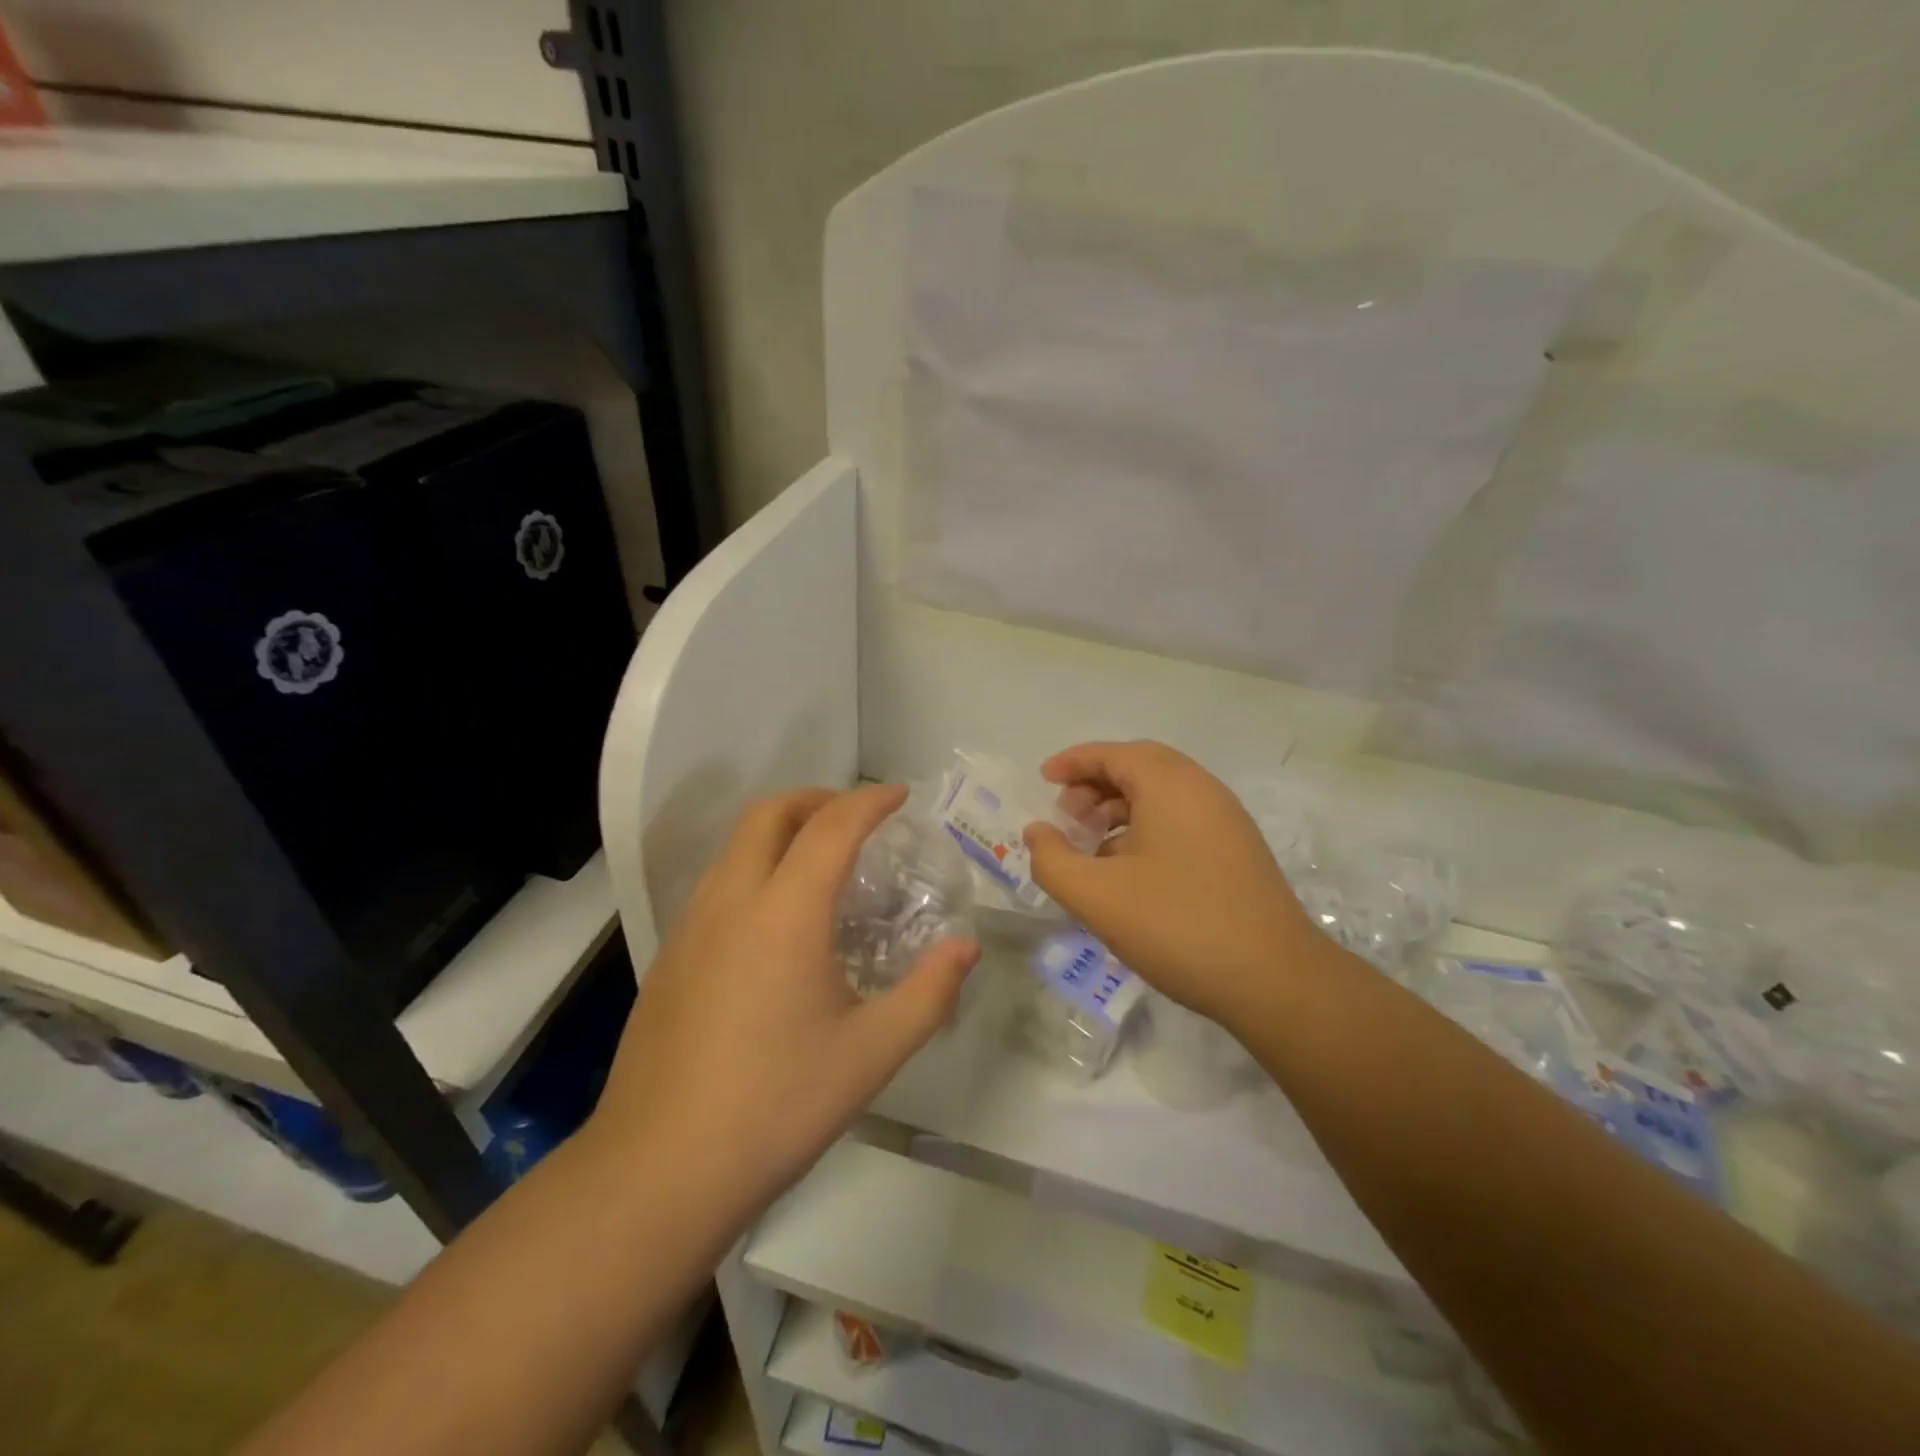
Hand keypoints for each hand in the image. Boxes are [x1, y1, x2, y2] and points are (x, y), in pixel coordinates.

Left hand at [592, 785, 978, 1218]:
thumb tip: (966, 948)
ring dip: (781, 832)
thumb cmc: (776, 1106)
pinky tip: (776, 924)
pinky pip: (718, 885)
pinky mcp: (668, 959)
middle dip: (818, 799)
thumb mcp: (872, 1053)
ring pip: (736, 847)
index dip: (870, 800)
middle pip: (769, 814)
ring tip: (822, 864)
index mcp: (784, 912)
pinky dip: (756, 869)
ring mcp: (690, 929)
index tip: (900, 795)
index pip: (832, 827)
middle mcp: (732, 902)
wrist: (658, 1172)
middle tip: (858, 818)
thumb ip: (929, 993)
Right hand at [1024, 741, 1316, 1029]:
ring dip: (1120, 808)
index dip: (1073, 761)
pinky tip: (1128, 871)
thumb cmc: (1178, 926)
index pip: (1113, 753)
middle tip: (1067, 816)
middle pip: (1140, 767)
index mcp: (1170, 785)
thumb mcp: (1097, 896)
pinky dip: (1145, 829)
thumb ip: (1052, 859)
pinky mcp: (1238, 851)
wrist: (1275, 980)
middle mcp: (1202, 790)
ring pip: (1162, 795)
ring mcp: (1227, 821)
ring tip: (1092, 848)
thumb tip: (1038, 832)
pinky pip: (1181, 820)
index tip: (1043, 779)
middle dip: (1096, 784)